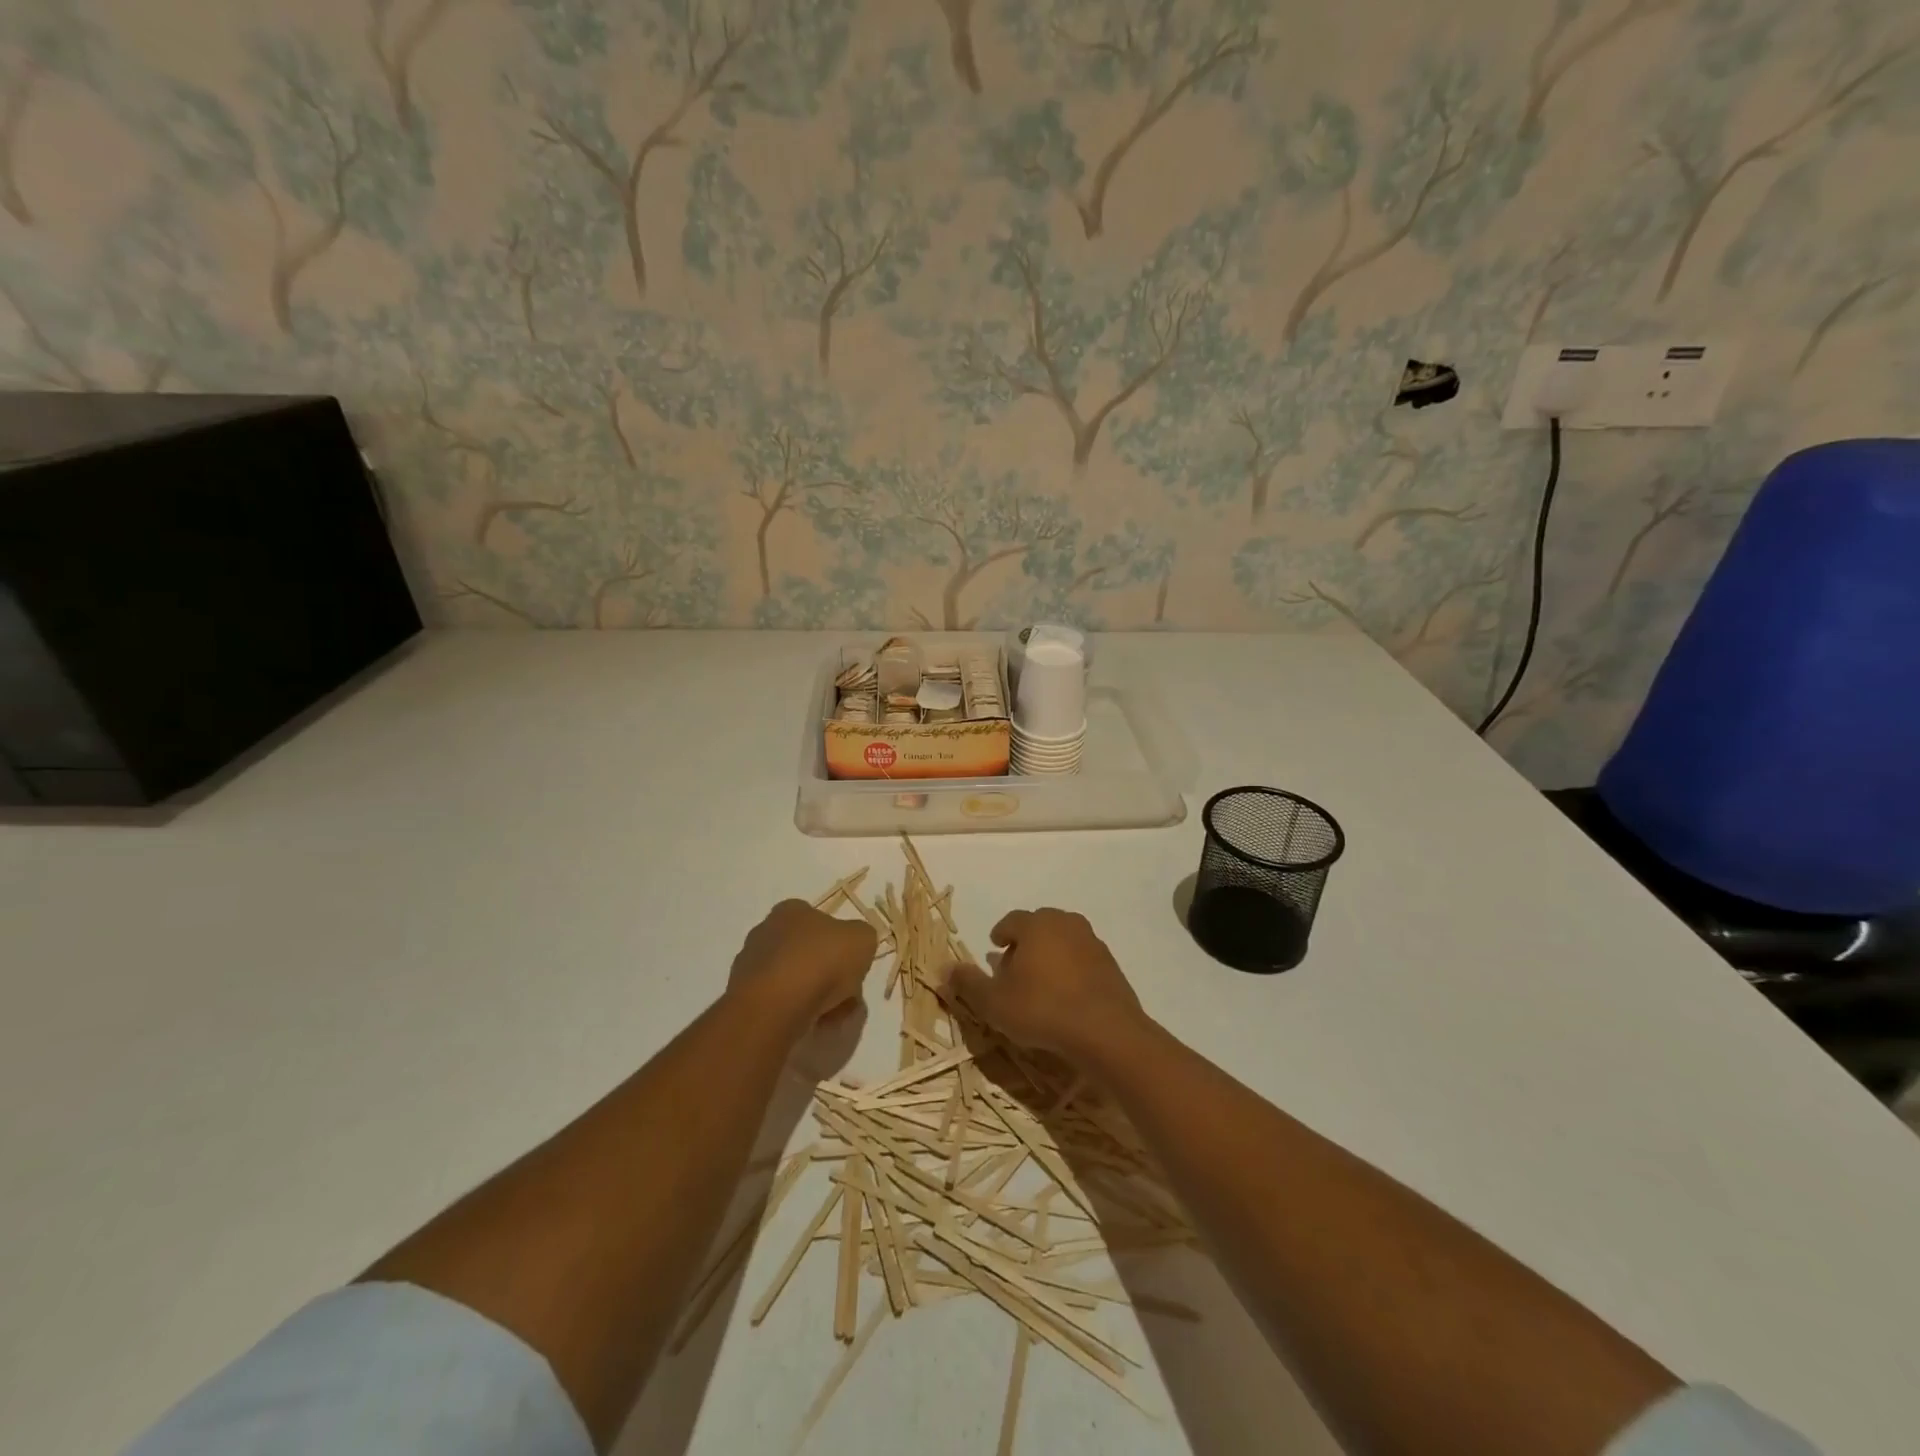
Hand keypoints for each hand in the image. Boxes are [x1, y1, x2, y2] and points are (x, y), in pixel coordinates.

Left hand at [728, 900, 877, 1034]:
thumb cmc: (821, 962)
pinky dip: (795, 1013)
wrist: (775, 1006)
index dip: (840, 944)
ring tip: (830, 1016)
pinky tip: (808, 1025)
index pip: (819, 921)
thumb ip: (861, 937)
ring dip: (814, 996)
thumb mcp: (862, 939)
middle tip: (846, 995)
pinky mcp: (742, 997)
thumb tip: (854, 947)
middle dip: (828, 975)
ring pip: (794, 980)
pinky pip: (779, 1003)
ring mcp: (750, 965)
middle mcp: (765, 931)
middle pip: (808, 953)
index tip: (851, 965)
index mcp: (791, 910)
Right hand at [947, 908, 1148, 1064]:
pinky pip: (1083, 959)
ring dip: (1050, 954)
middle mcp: (1065, 923)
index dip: (1000, 934)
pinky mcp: (1111, 964)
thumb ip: (968, 983)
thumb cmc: (1042, 1009)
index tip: (995, 948)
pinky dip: (1072, 969)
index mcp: (1036, 925)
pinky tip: (1066, 995)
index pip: (1011, 921)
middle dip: (1025, 942)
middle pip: (1039, 926)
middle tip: (1015, 966)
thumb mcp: (994, 1002)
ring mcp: (1092, 942)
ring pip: (1063, 940)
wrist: (1106, 1031)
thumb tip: (943, 967)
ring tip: (1040, 982)